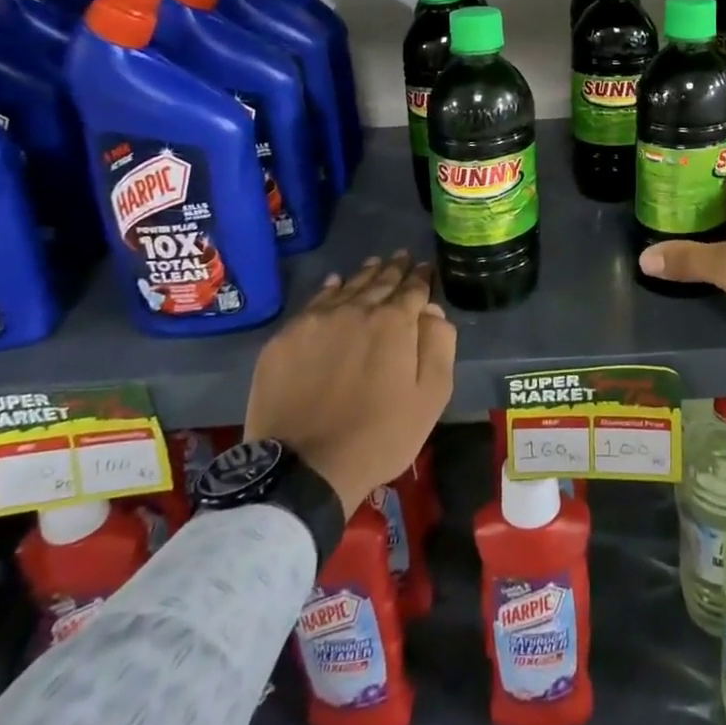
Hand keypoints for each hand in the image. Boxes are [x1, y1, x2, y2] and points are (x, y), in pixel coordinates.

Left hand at [244, 252, 456, 515]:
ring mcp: (317, 321)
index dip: (422, 278)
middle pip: (380, 282)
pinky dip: (330, 290)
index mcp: (395, 322)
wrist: (305, 467)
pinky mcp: (286, 338)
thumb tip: (432, 311)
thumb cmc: (380, 435)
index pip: (414, 289)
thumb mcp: (430, 396)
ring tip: (375, 263)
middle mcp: (357, 309)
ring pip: (347, 287)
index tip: (426, 268)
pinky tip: (335, 284)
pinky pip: (314, 303)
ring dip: (365, 274)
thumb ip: (439, 345)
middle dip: (395, 269)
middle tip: (403, 257)